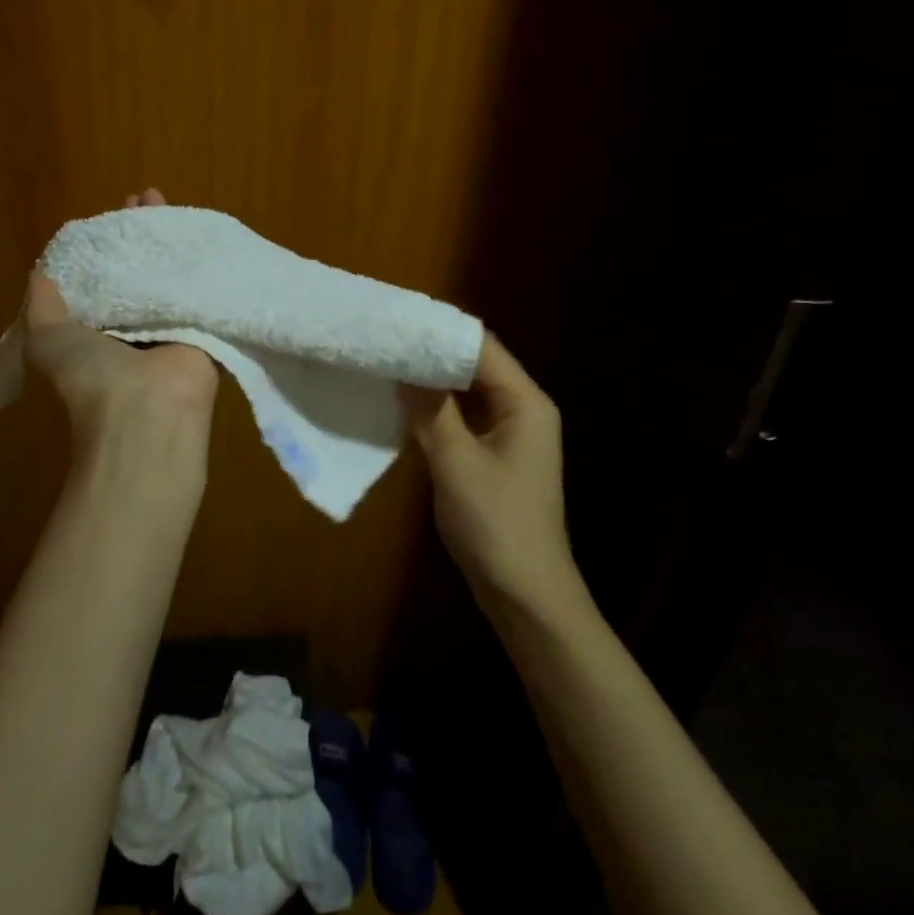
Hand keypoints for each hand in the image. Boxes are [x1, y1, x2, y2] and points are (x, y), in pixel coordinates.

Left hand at [23, 189, 219, 444]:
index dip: (102, 246)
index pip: (102, 278)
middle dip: (138, 234)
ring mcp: (171, 325)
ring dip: (166, 239)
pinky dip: (199, 259)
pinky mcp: (203, 325)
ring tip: (163, 199)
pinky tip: (198, 229)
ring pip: (168, 273)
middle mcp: (134, 327)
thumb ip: (43, 304)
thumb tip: (40, 272)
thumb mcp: (46, 337)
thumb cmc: (90, 373)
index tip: (109, 216)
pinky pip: (199, 285)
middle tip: (143, 198)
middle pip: (138, 270)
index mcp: (98, 331)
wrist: (146, 409)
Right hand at [407, 334, 575, 617]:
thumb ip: (430, 410)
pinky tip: (404, 405)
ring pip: (468, 392)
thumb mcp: (456, 461)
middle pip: (476, 366)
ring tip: (389, 364)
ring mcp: (510, 435)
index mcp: (525, 402)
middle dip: (433, 353)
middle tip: (387, 340)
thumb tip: (404, 369)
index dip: (442, 330)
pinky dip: (437, 409)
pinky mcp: (495, 457)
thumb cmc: (495, 523)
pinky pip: (464, 418)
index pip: (482, 347)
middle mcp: (522, 410)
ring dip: (433, 381)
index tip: (399, 319)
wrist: (526, 595)